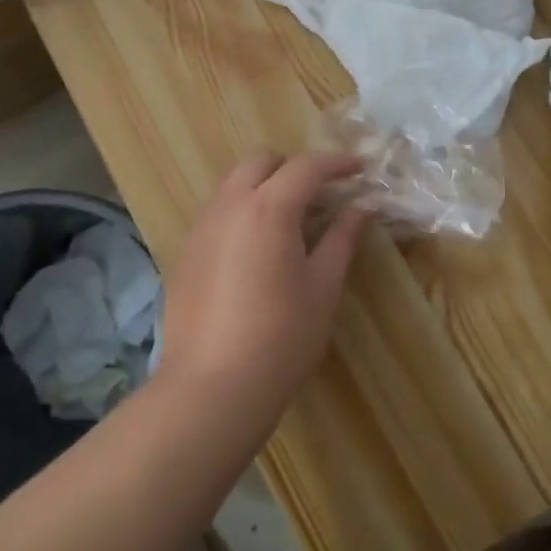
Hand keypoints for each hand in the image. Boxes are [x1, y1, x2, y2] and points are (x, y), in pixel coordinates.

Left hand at [156, 151, 373, 432]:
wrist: (211, 388)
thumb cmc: (281, 338)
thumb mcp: (323, 287)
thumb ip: (343, 237)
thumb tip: (364, 206)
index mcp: (268, 208)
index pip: (306, 166)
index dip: (337, 163)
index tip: (360, 169)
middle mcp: (229, 206)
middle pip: (261, 161)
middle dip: (294, 167)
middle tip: (321, 194)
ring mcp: (201, 228)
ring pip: (234, 184)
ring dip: (265, 187)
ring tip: (292, 221)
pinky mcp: (186, 253)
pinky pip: (218, 213)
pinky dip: (243, 212)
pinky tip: (258, 250)